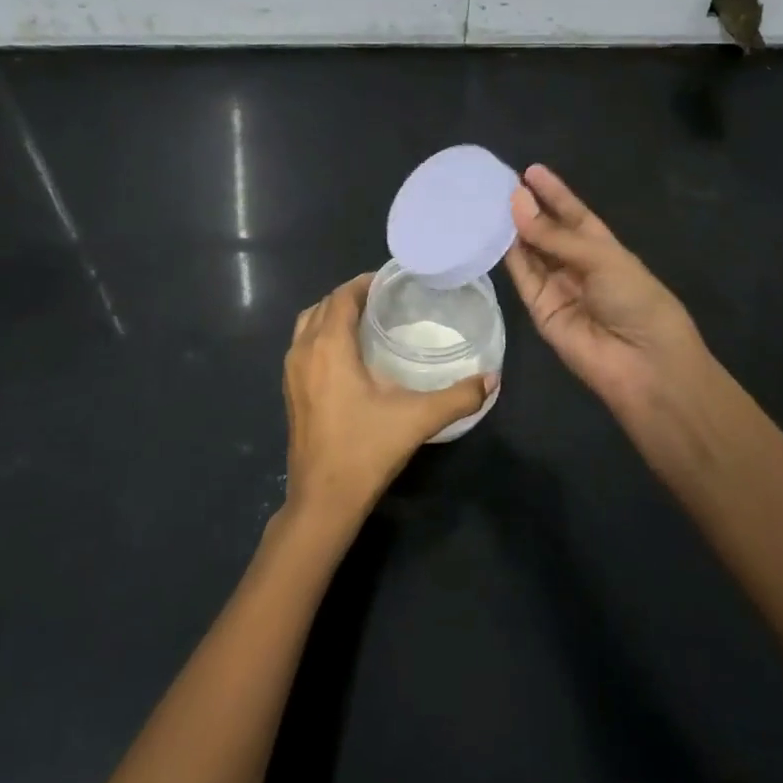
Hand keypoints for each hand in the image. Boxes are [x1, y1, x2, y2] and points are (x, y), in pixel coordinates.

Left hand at [281, 273, 491, 532]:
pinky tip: (348, 354)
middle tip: (386, 299)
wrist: (322, 500)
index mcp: (328, 347)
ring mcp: (291, 373)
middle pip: (323, 306)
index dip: (364, 283)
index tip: (392, 281)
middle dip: (351, 296)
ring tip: (367, 320)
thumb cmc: (365, 451)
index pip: (342, 296)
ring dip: (333, 314)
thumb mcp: (417, 420)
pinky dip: (322, 335)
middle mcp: (303, 351)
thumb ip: (458, 397)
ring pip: (308, 325)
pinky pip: (302, 345)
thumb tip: (492, 379)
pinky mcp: (290, 392)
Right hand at [504, 165, 710, 422]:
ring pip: (529, 251)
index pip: (574, 214)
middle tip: (496, 183)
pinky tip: (489, 232)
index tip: (530, 170)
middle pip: (547, 231)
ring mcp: (556, 287)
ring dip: (511, 228)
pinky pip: (520, 276)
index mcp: (603, 248)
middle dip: (527, 208)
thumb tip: (516, 201)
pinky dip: (505, 255)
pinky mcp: (538, 309)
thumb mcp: (601, 258)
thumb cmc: (636, 300)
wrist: (642, 363)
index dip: (554, 193)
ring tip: (486, 201)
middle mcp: (577, 265)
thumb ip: (554, 235)